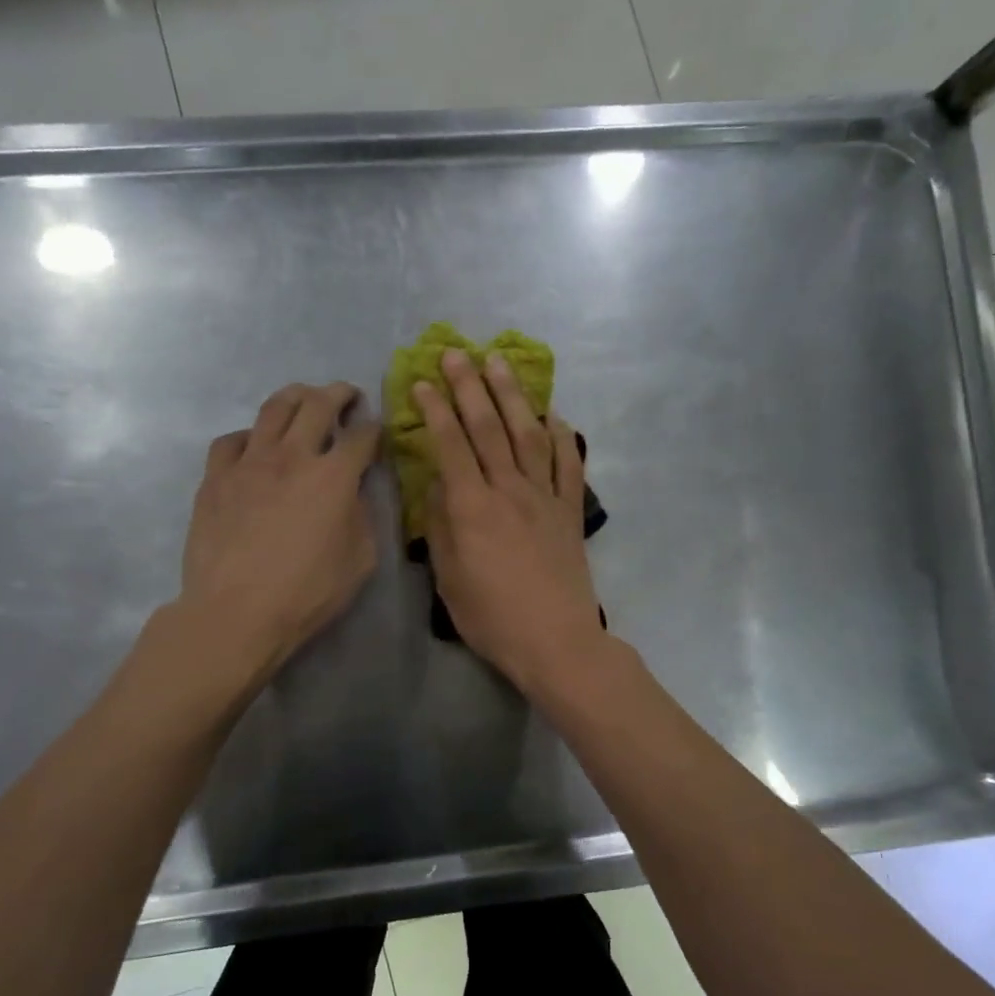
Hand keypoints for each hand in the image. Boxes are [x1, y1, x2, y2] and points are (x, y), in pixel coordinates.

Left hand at [179, 382, 382, 678]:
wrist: (237, 611)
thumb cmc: (306, 592)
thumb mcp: (359, 560)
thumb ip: (362, 517)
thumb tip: (354, 494)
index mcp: (334, 476)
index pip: (362, 436)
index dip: (375, 429)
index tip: (377, 432)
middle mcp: (293, 456)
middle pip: (318, 404)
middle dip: (339, 393)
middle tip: (346, 396)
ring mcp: (249, 462)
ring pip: (274, 408)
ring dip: (295, 396)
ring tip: (303, 399)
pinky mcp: (216, 477)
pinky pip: (232, 440)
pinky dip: (250, 436)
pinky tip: (254, 446)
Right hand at [415, 349, 606, 692]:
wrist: (556, 642)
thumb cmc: (492, 617)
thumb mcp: (449, 578)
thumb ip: (441, 525)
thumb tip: (438, 484)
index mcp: (472, 508)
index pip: (451, 445)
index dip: (436, 409)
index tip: (424, 381)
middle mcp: (509, 490)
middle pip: (488, 427)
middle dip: (470, 386)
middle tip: (457, 353)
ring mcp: (545, 497)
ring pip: (528, 434)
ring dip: (512, 396)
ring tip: (500, 363)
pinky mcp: (570, 511)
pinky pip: (568, 464)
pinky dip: (562, 436)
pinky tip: (553, 415)